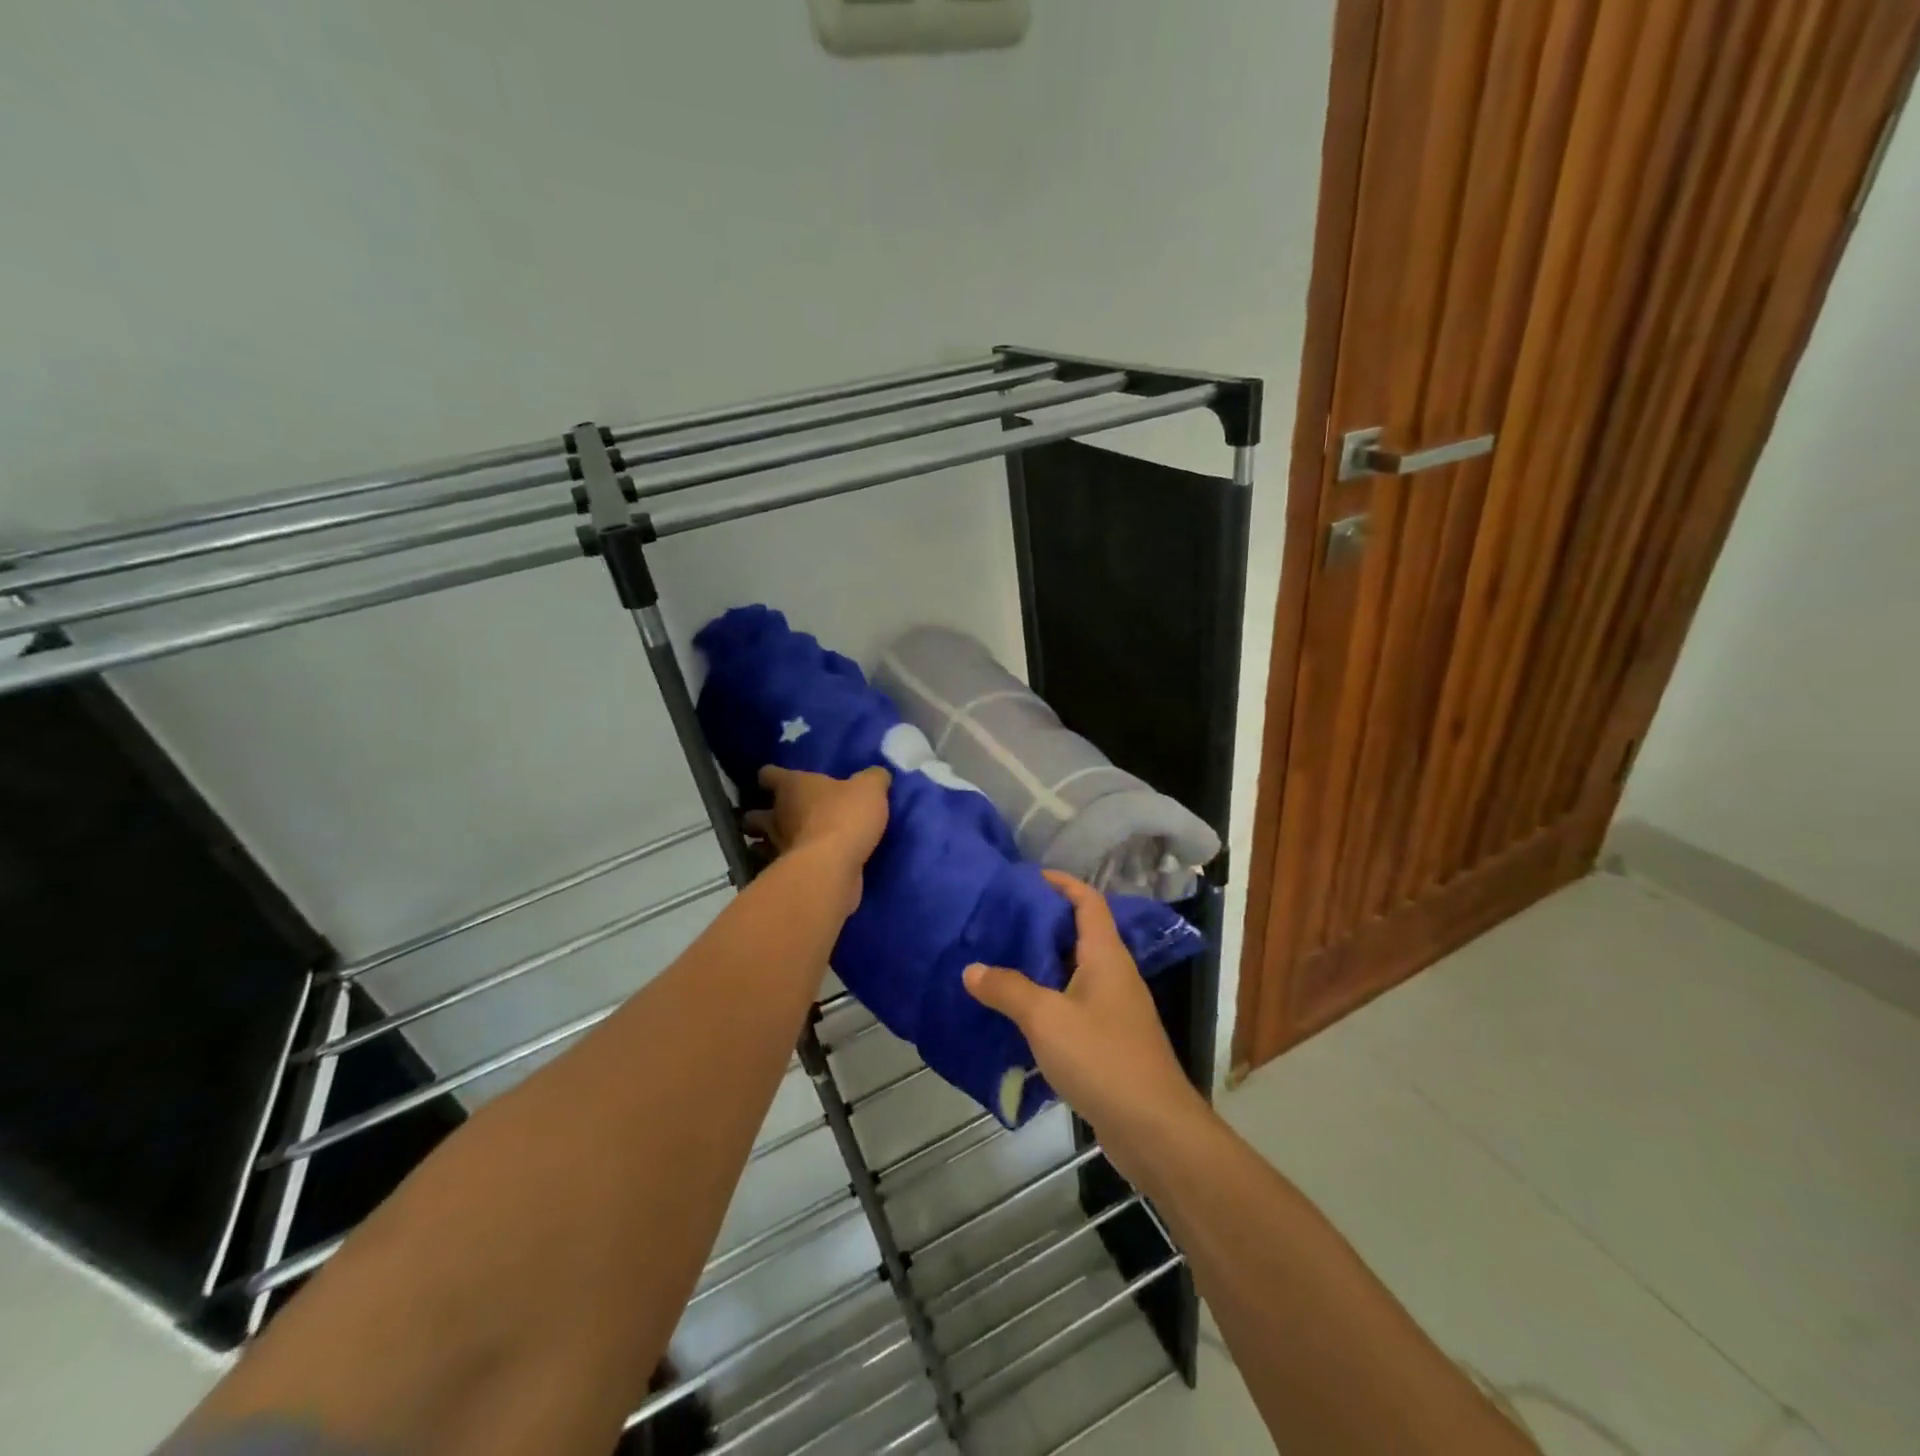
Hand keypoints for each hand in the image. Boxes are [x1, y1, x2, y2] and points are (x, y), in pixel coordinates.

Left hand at [745, 765, 891, 874]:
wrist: (832, 868)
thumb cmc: (845, 817)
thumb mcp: (870, 789)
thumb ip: (873, 779)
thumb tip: (877, 774)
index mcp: (792, 786)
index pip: (769, 774)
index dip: (771, 776)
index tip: (774, 779)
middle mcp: (778, 815)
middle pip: (757, 814)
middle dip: (762, 815)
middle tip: (777, 815)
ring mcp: (778, 847)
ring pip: (761, 843)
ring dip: (767, 843)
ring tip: (784, 843)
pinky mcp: (786, 874)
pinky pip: (780, 866)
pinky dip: (785, 866)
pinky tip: (801, 866)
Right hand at [963, 871, 1204, 1169]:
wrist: (1153, 1128)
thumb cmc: (1102, 1058)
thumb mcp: (1045, 1018)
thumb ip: (1007, 989)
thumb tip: (972, 969)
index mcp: (1106, 956)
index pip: (1088, 902)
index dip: (1063, 883)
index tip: (1029, 877)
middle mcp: (1114, 975)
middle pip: (1079, 934)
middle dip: (1043, 924)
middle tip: (1002, 921)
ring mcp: (1115, 1010)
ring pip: (1075, 972)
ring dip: (1042, 965)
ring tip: (1001, 961)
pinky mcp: (1110, 1041)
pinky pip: (1074, 1005)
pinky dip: (1048, 1000)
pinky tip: (1019, 1014)